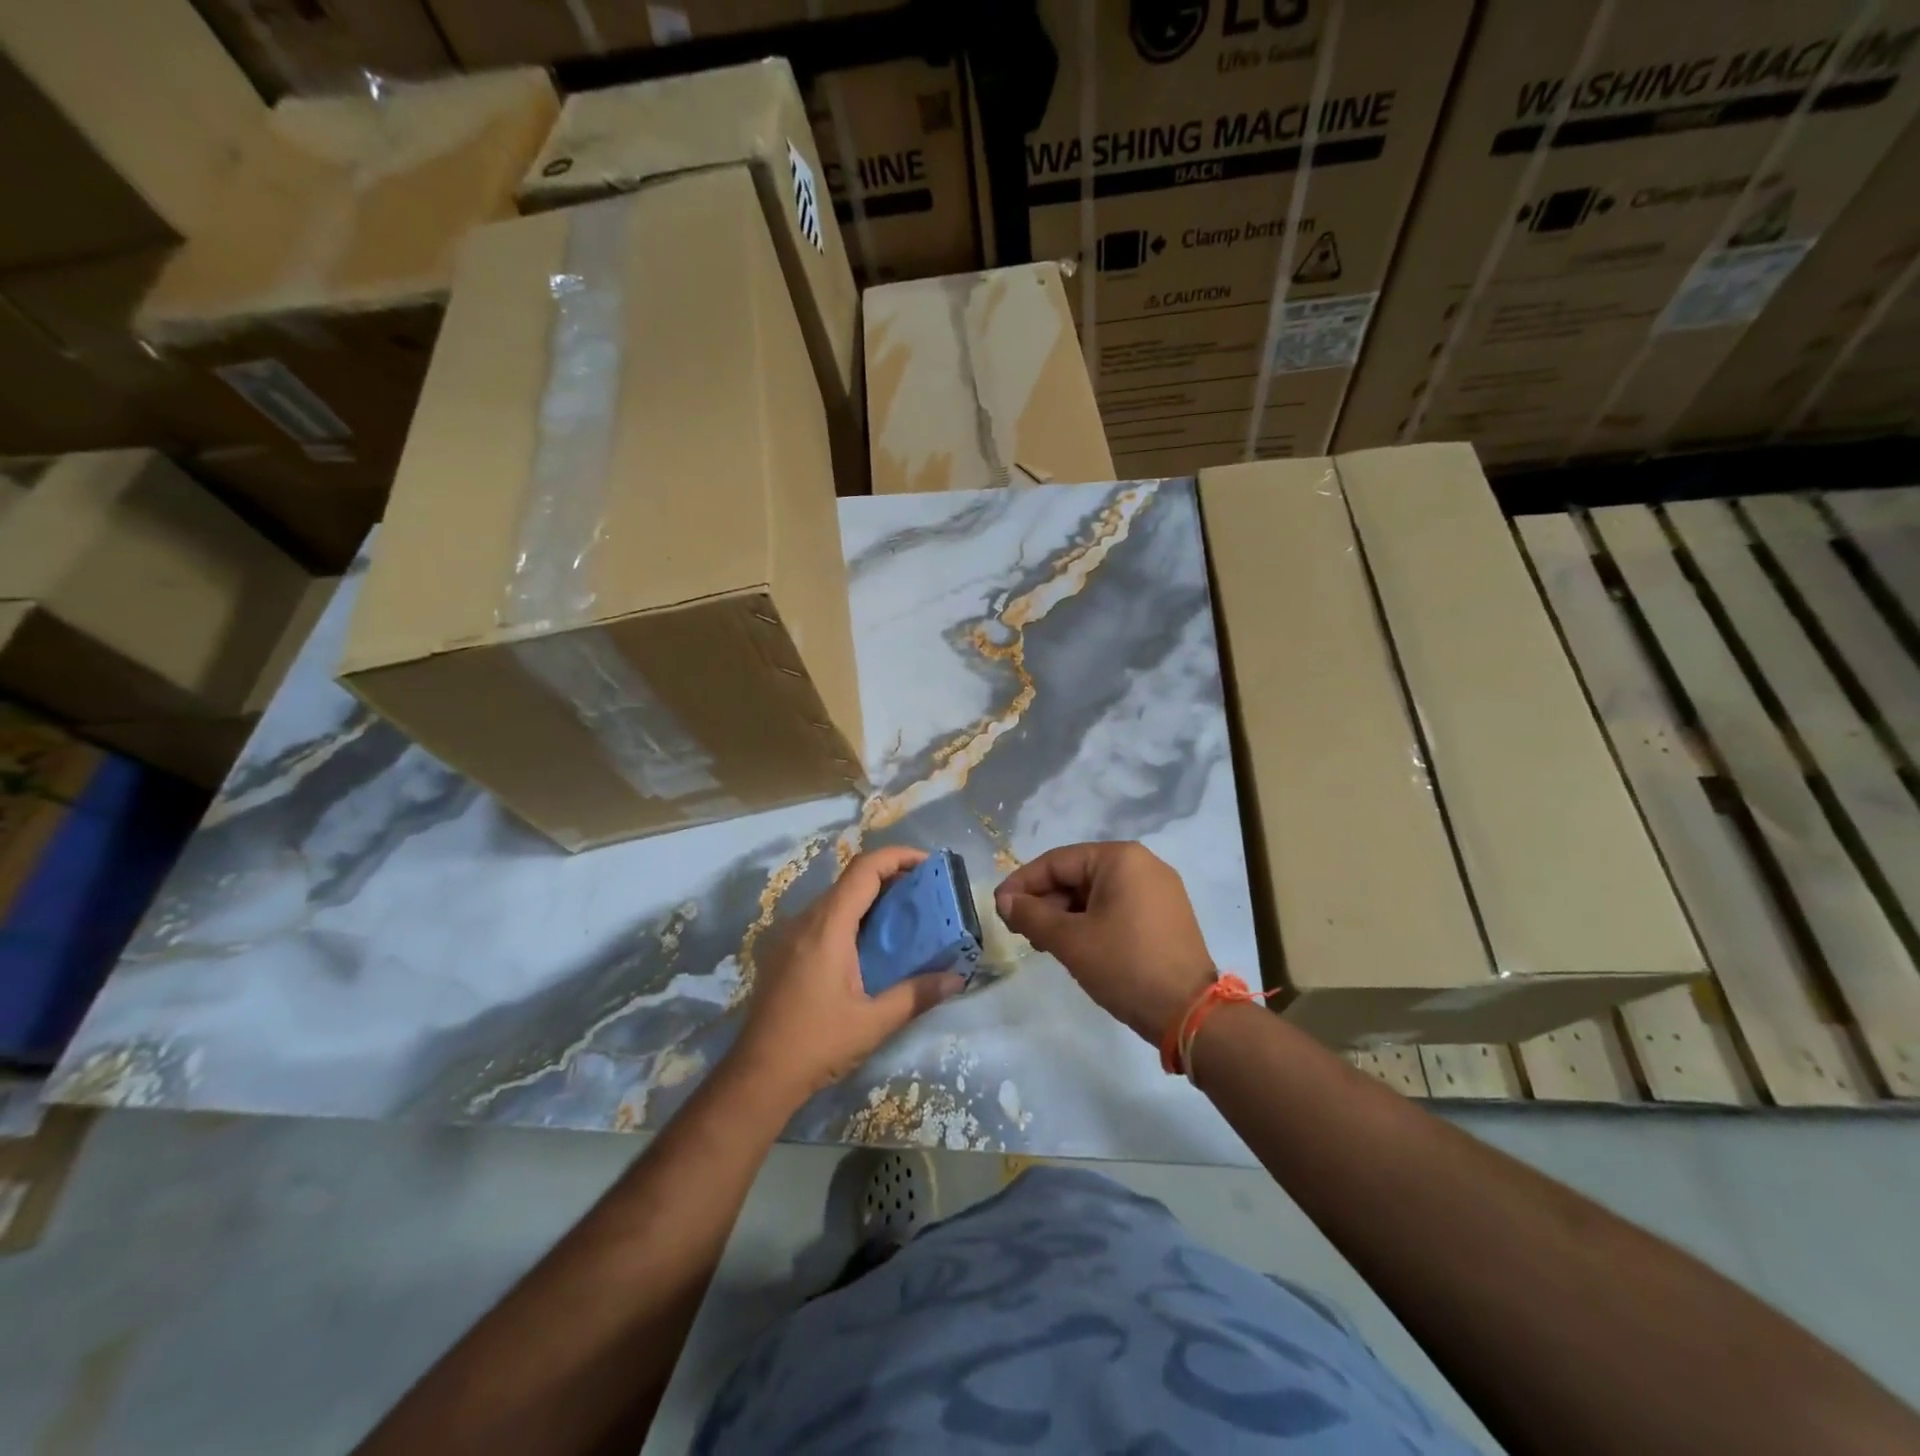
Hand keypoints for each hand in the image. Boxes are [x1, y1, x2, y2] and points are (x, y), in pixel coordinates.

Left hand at [732, 847, 965, 1103]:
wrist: (758, 1076)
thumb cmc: (817, 1044)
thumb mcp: (874, 1023)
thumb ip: (917, 995)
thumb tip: (957, 978)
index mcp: (828, 926)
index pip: (864, 869)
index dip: (898, 856)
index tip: (929, 864)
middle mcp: (806, 920)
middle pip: (851, 879)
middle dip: (890, 876)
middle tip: (926, 893)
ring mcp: (791, 934)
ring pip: (836, 898)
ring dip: (871, 898)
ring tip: (905, 917)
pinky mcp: (785, 951)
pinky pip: (823, 918)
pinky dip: (852, 917)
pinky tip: (870, 946)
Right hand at [996, 842, 1215, 1043]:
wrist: (1189, 1013)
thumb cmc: (1125, 966)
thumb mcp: (1070, 940)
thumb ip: (1031, 915)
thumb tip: (1004, 901)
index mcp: (1120, 858)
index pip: (1057, 861)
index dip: (1022, 884)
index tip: (998, 908)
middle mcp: (1142, 864)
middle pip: (1077, 875)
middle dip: (1045, 902)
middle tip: (1020, 931)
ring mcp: (1158, 890)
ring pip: (1095, 894)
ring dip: (1065, 915)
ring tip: (1043, 944)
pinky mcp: (1165, 915)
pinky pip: (1116, 907)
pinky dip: (1090, 922)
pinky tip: (1073, 946)